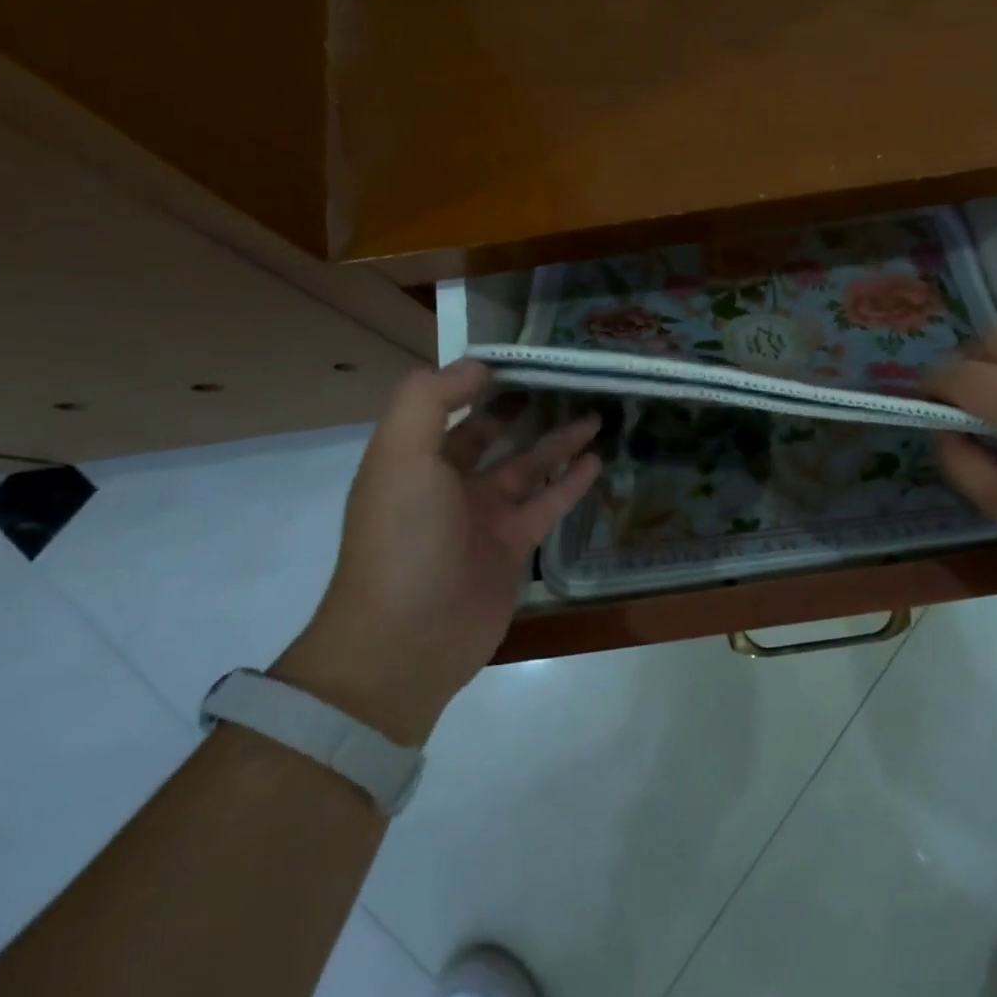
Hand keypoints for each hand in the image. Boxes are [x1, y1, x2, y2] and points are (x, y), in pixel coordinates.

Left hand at [275, 361, 601, 743]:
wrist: (408, 640)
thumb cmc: (402, 539)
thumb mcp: (401, 455)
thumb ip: (429, 400)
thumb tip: (477, 364)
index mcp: (414, 458)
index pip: (448, 405)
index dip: (479, 379)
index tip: (520, 357)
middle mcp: (447, 483)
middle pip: (489, 434)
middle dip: (520, 407)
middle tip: (562, 381)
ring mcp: (482, 516)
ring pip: (526, 466)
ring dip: (557, 441)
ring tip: (594, 415)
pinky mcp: (513, 546)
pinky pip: (547, 503)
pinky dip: (570, 482)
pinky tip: (596, 461)